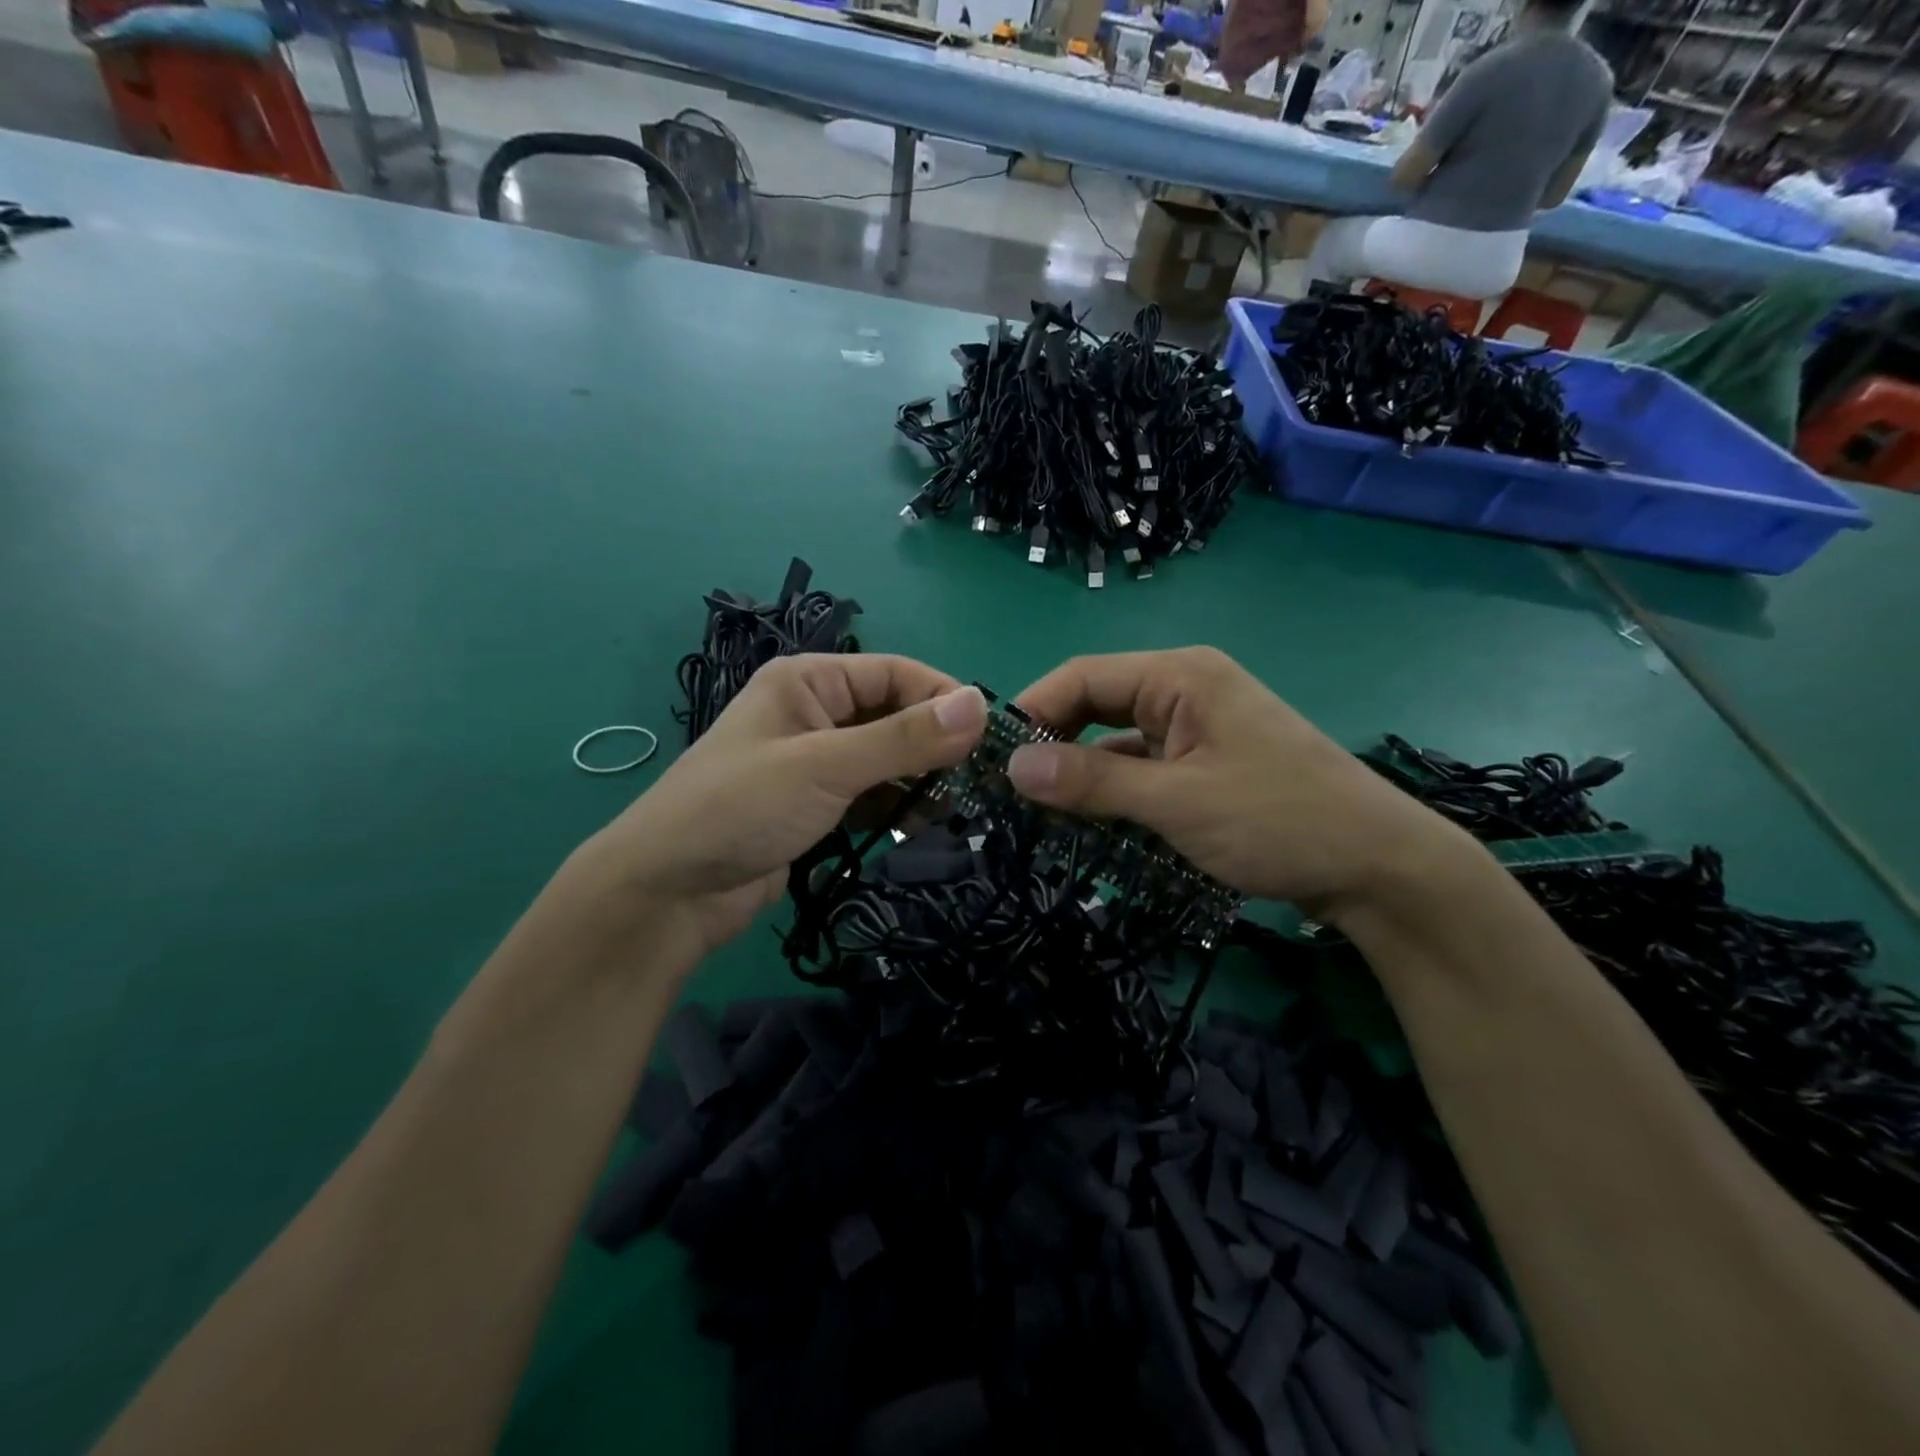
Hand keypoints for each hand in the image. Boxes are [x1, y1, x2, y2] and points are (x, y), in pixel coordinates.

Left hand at [579, 655, 987, 961]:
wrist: (669, 892)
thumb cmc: (742, 808)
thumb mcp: (827, 766)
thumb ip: (904, 738)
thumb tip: (980, 705)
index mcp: (808, 681)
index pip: (894, 673)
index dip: (943, 697)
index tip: (990, 735)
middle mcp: (814, 712)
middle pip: (893, 715)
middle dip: (934, 744)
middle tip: (980, 779)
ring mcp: (814, 762)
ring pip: (886, 758)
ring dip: (920, 779)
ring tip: (957, 807)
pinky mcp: (815, 805)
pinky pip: (870, 794)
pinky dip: (896, 806)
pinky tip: (922, 825)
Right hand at [1007, 648, 1468, 920]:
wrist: (1380, 868)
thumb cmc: (1279, 820)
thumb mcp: (1177, 802)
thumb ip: (1093, 782)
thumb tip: (1013, 767)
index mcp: (1179, 676)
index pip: (1082, 677)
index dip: (1033, 712)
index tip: (993, 762)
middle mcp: (1184, 690)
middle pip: (1096, 707)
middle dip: (1054, 747)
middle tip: (1011, 795)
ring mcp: (1197, 730)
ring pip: (1116, 744)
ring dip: (1083, 778)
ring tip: (1040, 818)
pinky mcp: (1205, 766)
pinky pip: (1143, 770)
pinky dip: (1116, 795)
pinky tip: (1092, 829)